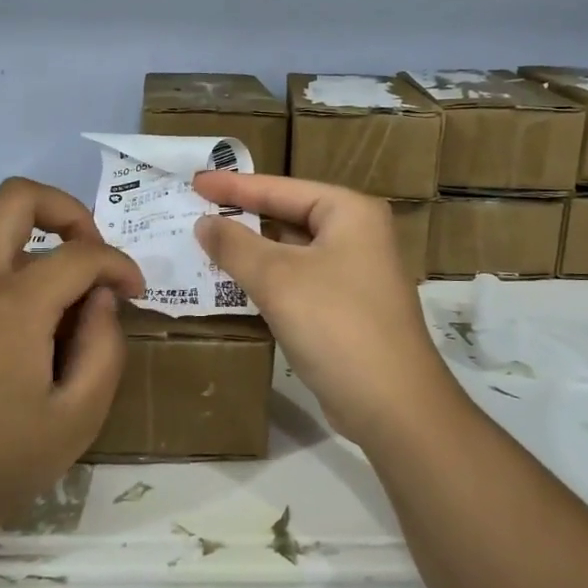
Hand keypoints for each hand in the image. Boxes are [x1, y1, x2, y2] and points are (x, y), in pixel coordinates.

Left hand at [0, 177, 143, 546]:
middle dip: (65, 209)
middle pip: (15, 197)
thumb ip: (104, 344)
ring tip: (40, 329)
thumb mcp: (78, 417)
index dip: (119, 263)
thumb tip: (98, 298)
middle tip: (86, 252)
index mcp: (10, 305)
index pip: (80, 253)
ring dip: (26, 264)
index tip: (133, 290)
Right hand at [193, 172, 457, 451]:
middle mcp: (358, 235)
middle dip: (243, 216)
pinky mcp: (347, 308)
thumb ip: (235, 245)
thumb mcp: (277, 278)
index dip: (234, 185)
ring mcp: (355, 274)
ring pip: (292, 251)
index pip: (281, 188)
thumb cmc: (335, 324)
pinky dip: (268, 279)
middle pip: (289, 215)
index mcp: (349, 212)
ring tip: (207, 244)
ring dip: (252, 250)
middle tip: (197, 211)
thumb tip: (204, 223)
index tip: (195, 182)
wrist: (393, 405)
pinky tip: (237, 284)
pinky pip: (298, 280)